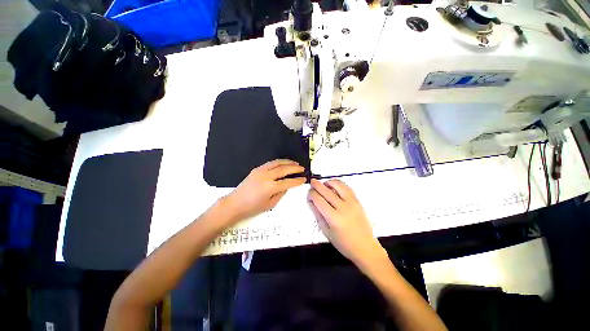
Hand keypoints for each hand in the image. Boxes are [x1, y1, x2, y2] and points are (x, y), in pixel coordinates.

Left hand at [224, 159, 305, 222]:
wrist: (234, 203)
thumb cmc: (252, 207)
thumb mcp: (270, 204)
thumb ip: (281, 194)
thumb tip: (287, 186)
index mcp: (271, 187)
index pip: (288, 182)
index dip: (298, 180)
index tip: (304, 179)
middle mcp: (266, 176)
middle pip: (284, 169)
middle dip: (295, 168)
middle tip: (302, 168)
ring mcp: (260, 171)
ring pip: (277, 163)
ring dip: (287, 162)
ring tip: (294, 163)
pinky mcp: (256, 169)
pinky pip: (270, 163)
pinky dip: (279, 162)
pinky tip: (282, 164)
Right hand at [307, 179, 384, 266]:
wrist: (365, 247)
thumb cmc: (343, 243)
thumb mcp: (326, 231)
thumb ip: (317, 214)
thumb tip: (311, 201)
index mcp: (333, 218)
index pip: (318, 200)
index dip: (311, 194)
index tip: (309, 193)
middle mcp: (343, 207)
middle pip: (326, 191)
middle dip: (317, 185)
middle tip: (312, 182)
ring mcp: (352, 203)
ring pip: (338, 185)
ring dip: (328, 182)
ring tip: (323, 184)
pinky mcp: (358, 201)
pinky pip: (347, 187)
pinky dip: (339, 183)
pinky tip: (334, 185)